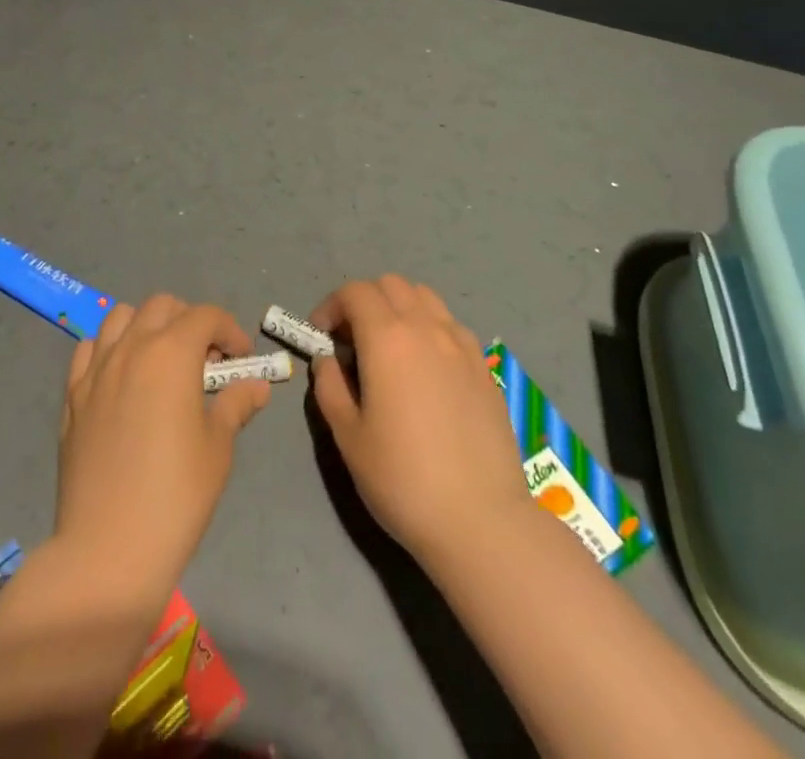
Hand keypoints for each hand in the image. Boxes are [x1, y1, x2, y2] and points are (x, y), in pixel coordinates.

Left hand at [55, 295, 270, 600]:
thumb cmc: (175, 496)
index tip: (241, 358)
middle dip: (190, 321)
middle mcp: (131, 347)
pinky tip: (121, 377)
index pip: (206, 316)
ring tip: (161, 360)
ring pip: (121, 317)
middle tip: (205, 359)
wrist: (108, 549)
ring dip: (146, 325)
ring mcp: (96, 369)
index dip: (230, 330)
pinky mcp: (72, 395)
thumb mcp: (218, 449)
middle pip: (162, 306)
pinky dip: (109, 348)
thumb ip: (236, 405)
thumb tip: (256, 386)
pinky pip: (89, 349)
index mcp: (172, 353)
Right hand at [309, 275, 527, 566]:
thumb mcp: (348, 437)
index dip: (332, 306)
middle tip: (351, 340)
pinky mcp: (484, 366)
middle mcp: (426, 328)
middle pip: (391, 285)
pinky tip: (426, 367)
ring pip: (424, 297)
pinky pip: (451, 325)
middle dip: (364, 301)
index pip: (355, 292)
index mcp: (387, 339)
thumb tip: (328, 360)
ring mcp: (461, 344)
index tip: (321, 336)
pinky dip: (430, 327)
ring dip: (399, 307)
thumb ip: (330, 387)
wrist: (480, 520)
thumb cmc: (403, 479)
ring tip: (389, 347)